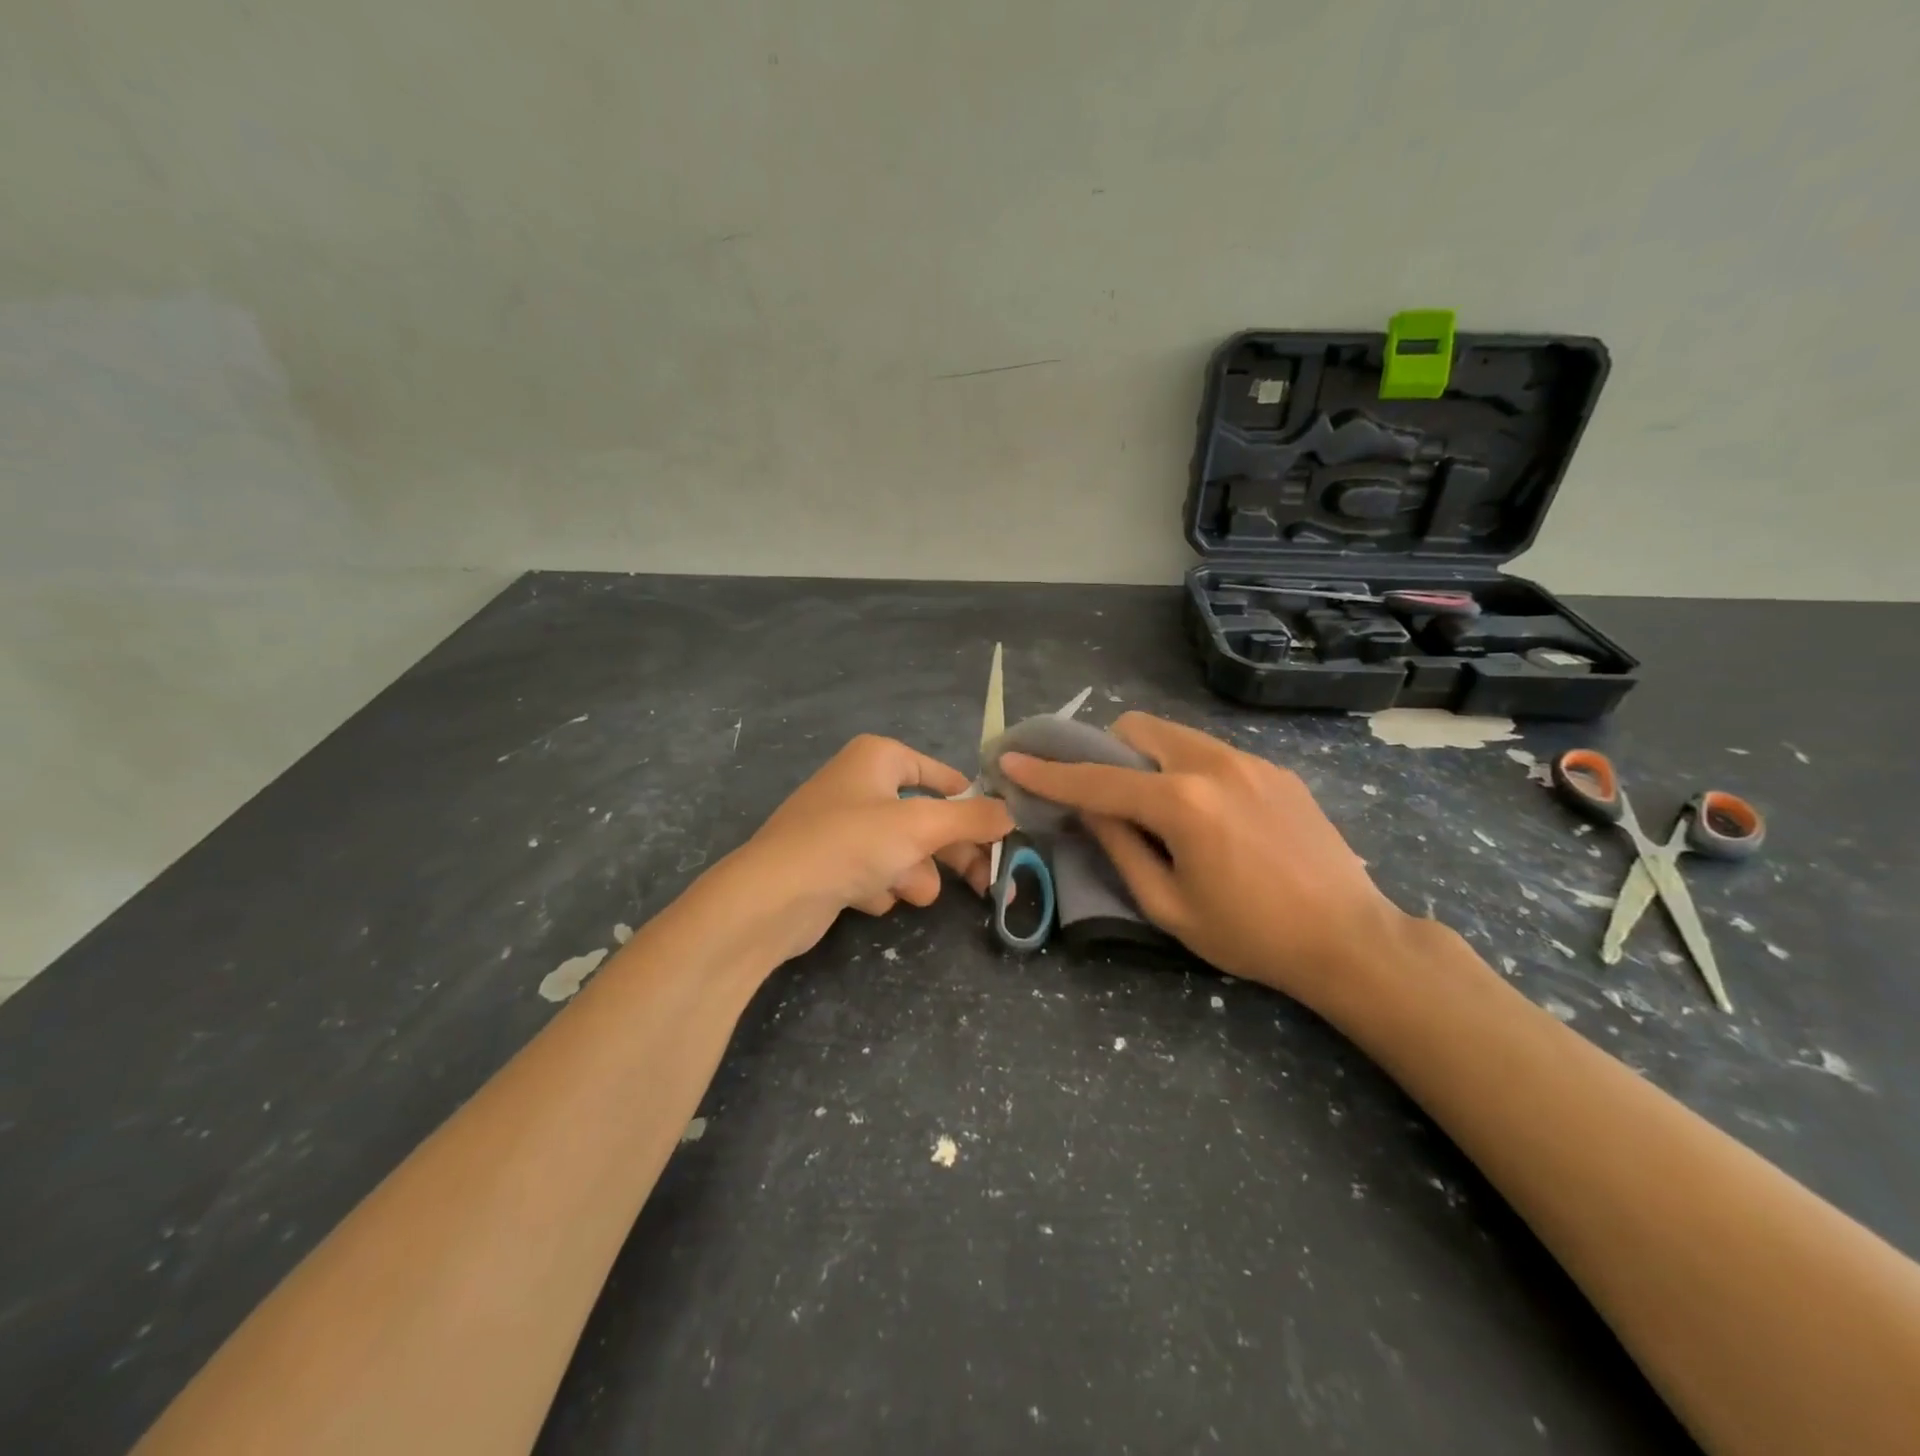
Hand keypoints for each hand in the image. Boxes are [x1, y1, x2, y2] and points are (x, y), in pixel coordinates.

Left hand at [723, 735, 1014, 961]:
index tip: (1001, 833)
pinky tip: (859, 895)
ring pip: (902, 851)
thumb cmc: (850, 843)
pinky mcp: (830, 864)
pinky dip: (876, 887)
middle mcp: (860, 784)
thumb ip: (973, 818)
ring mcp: (842, 826)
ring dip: (909, 874)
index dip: (971, 803)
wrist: (772, 898)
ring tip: (897, 888)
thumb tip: (1012, 812)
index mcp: (878, 758)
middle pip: (926, 818)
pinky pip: (873, 872)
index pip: (941, 775)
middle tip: (986, 883)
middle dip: (949, 852)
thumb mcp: (921, 825)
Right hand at [998, 713, 1409, 1010]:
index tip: (1012, 758)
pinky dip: (1183, 767)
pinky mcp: (1274, 768)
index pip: (1097, 778)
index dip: (1048, 771)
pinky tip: (1202, 813)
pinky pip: (1209, 751)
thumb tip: (1088, 808)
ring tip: (1152, 804)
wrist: (1350, 939)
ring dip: (1145, 756)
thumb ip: (1120, 847)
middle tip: (1101, 791)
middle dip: (1104, 750)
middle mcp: (1213, 763)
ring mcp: (1249, 760)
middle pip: (1136, 727)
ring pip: (1174, 734)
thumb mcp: (1168, 905)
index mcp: (1182, 802)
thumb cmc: (1250, 935)